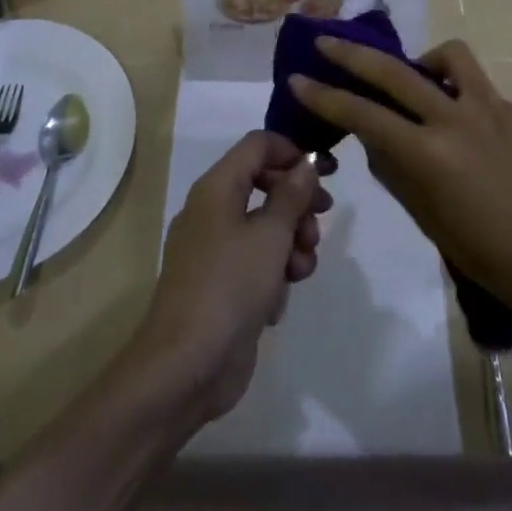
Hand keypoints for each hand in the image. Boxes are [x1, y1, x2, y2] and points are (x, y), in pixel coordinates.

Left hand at [130, 132, 329, 426]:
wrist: (186, 365)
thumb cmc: (230, 286)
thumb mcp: (271, 235)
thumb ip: (292, 195)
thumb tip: (305, 165)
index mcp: (217, 187)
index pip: (258, 145)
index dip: (293, 152)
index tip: (325, 175)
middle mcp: (213, 211)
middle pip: (265, 184)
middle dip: (298, 203)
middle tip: (320, 221)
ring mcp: (215, 250)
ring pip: (265, 227)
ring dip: (291, 243)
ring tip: (301, 269)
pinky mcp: (222, 285)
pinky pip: (256, 263)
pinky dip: (273, 274)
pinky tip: (278, 301)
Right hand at [287, 38, 511, 316]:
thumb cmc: (487, 253)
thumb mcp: (427, 217)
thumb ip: (395, 171)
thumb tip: (377, 139)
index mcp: (429, 152)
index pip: (363, 114)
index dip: (325, 96)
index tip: (299, 78)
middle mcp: (457, 118)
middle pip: (395, 71)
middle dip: (353, 54)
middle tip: (328, 42)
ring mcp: (495, 108)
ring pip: (451, 57)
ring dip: (425, 61)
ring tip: (422, 79)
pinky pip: (486, 95)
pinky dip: (469, 105)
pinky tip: (478, 135)